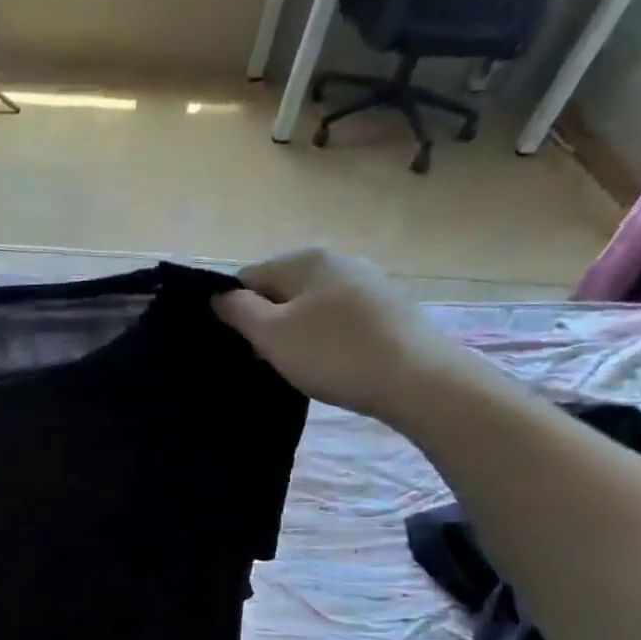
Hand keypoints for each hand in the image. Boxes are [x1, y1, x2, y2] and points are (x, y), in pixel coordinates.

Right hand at [214, 249, 477, 426]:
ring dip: (298, 332)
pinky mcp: (390, 309)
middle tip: (268, 359)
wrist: (419, 381)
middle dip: (268, 322)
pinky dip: (328, 339)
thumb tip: (220, 295)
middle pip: (282, 290)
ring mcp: (369, 283)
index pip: (249, 277)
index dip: (236, 310)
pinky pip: (340, 319)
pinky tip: (333, 364)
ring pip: (312, 306)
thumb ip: (238, 311)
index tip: (241, 344)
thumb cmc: (334, 354)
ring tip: (301, 366)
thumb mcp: (271, 335)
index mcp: (306, 259)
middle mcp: (339, 260)